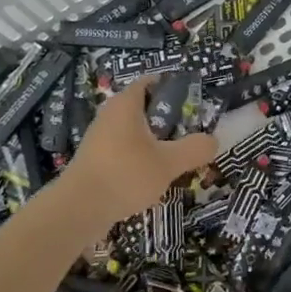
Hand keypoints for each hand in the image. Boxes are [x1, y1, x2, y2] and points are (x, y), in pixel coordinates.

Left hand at [55, 79, 216, 231]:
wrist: (78, 210)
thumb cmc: (125, 174)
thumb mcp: (169, 162)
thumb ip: (195, 149)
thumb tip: (213, 140)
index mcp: (126, 104)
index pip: (151, 81)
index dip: (173, 86)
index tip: (194, 101)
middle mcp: (110, 115)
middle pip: (145, 107)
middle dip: (169, 118)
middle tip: (191, 131)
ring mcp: (100, 138)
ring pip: (135, 131)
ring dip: (156, 140)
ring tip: (177, 156)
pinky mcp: (96, 160)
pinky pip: (125, 149)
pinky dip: (141, 156)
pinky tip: (154, 176)